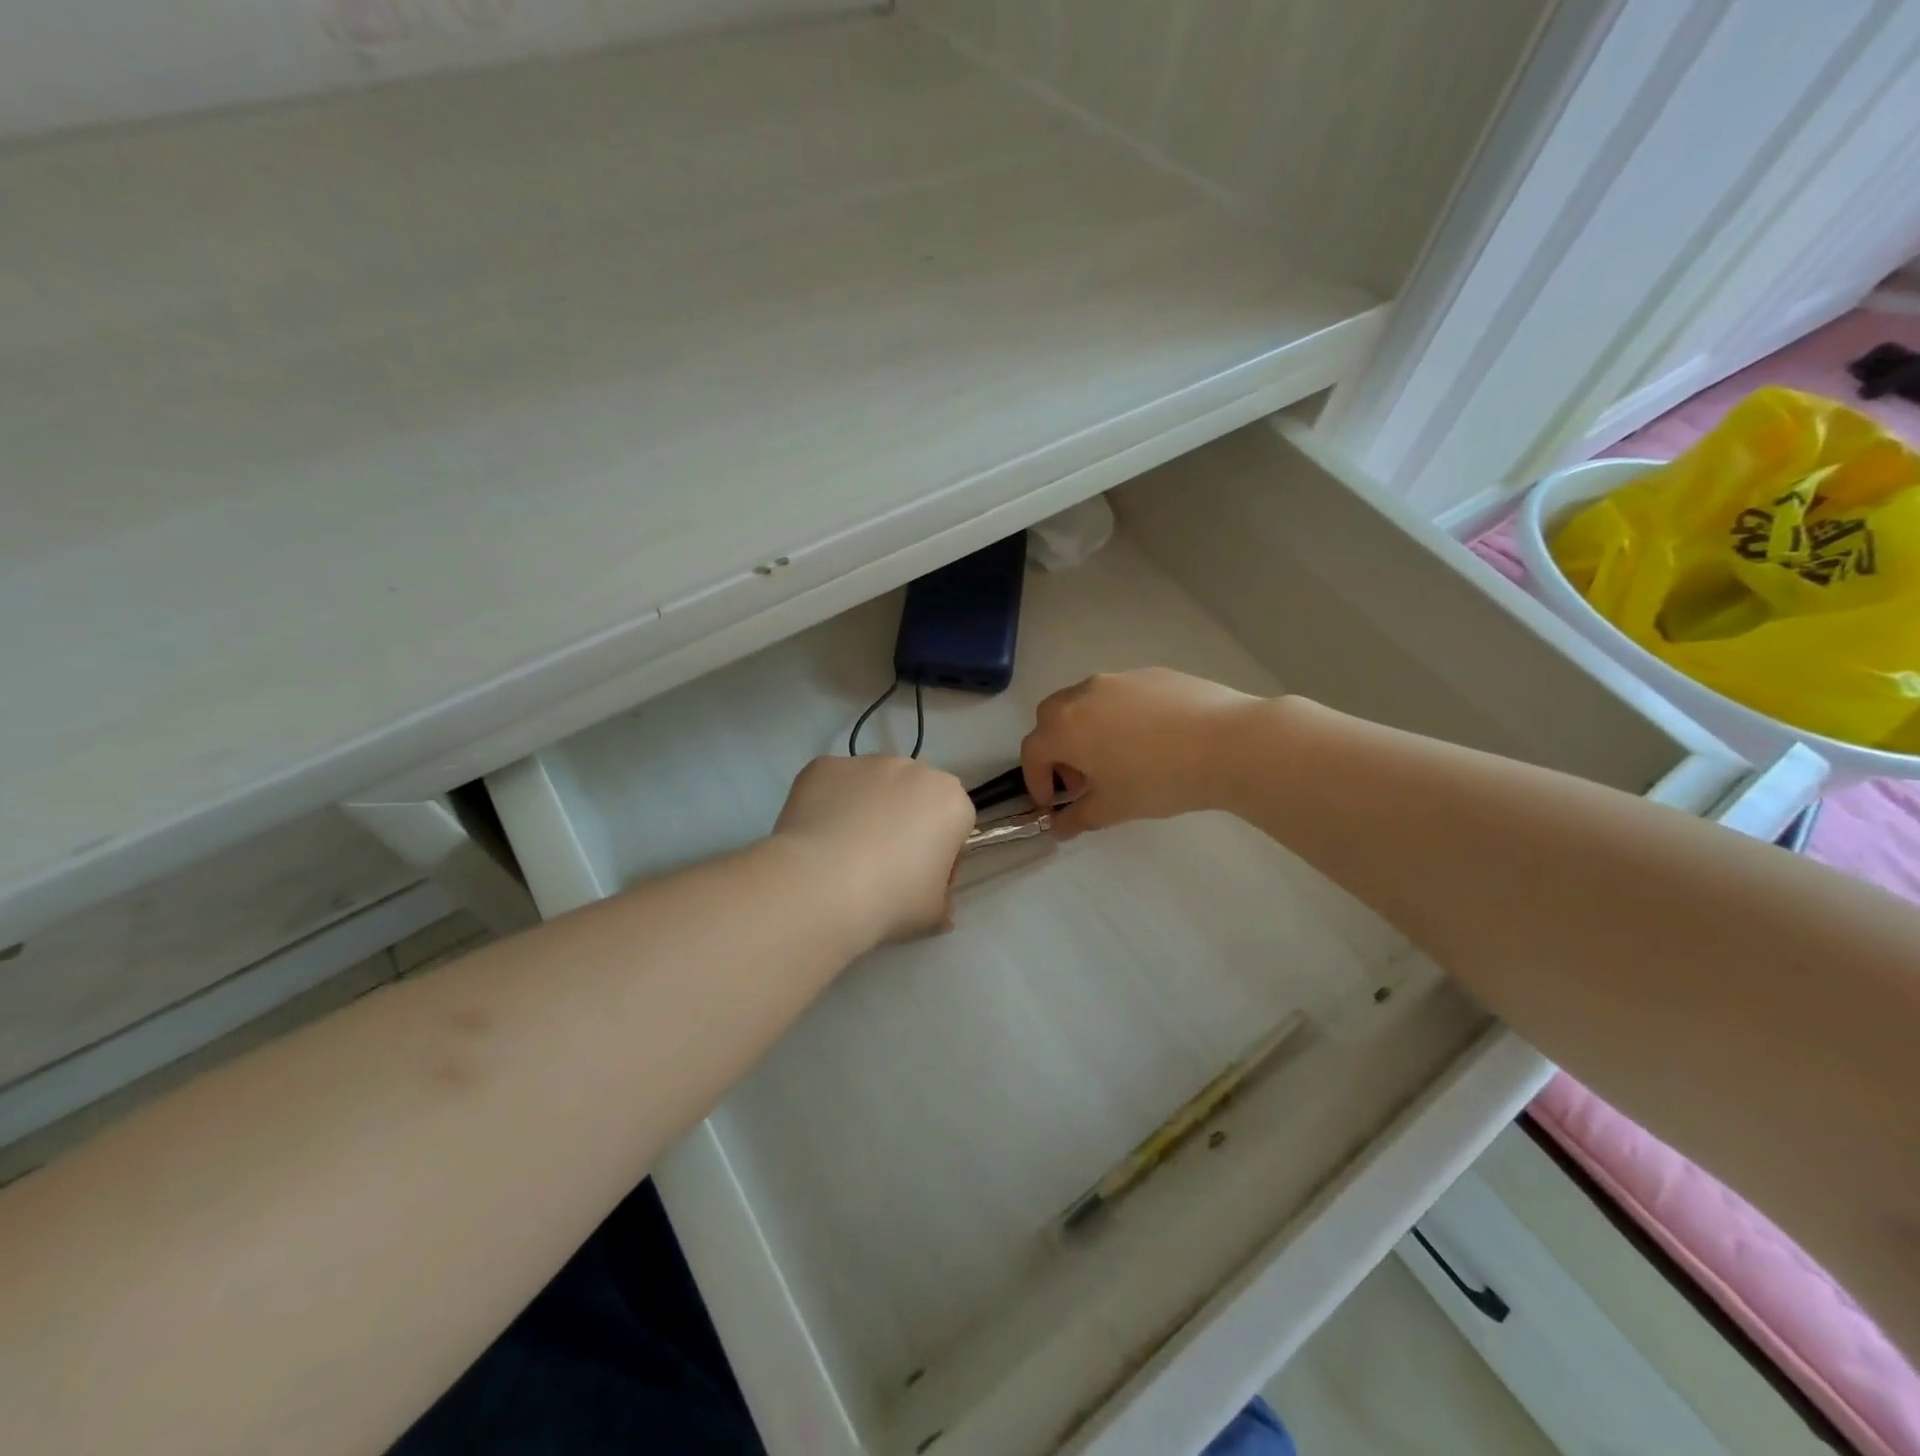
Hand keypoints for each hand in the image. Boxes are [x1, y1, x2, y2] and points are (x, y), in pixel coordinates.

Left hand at [772, 755, 975, 945]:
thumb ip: (941, 897)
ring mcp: (866, 763)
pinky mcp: (824, 765)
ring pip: (873, 785)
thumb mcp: (933, 913)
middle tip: (881, 864)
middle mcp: (914, 769)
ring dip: (866, 807)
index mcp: (951, 802)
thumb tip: (935, 900)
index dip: (940, 852)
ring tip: (842, 851)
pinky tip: (816, 837)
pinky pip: (833, 784)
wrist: (822, 886)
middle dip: (904, 821)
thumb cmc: (891, 900)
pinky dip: (828, 803)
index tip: (920, 879)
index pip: (955, 823)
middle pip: (915, 795)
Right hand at [1020, 668, 1263, 836]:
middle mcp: (1083, 694)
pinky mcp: (1151, 674)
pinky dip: (1118, 716)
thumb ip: (1078, 818)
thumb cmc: (1159, 779)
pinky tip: (1151, 740)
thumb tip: (1058, 826)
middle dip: (1056, 750)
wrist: (1228, 743)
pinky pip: (1120, 696)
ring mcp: (1118, 679)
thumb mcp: (1114, 808)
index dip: (1036, 780)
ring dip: (1085, 730)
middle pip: (1052, 719)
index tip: (1054, 803)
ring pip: (1086, 702)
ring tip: (1116, 758)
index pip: (1032, 752)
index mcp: (1065, 727)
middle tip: (1081, 779)